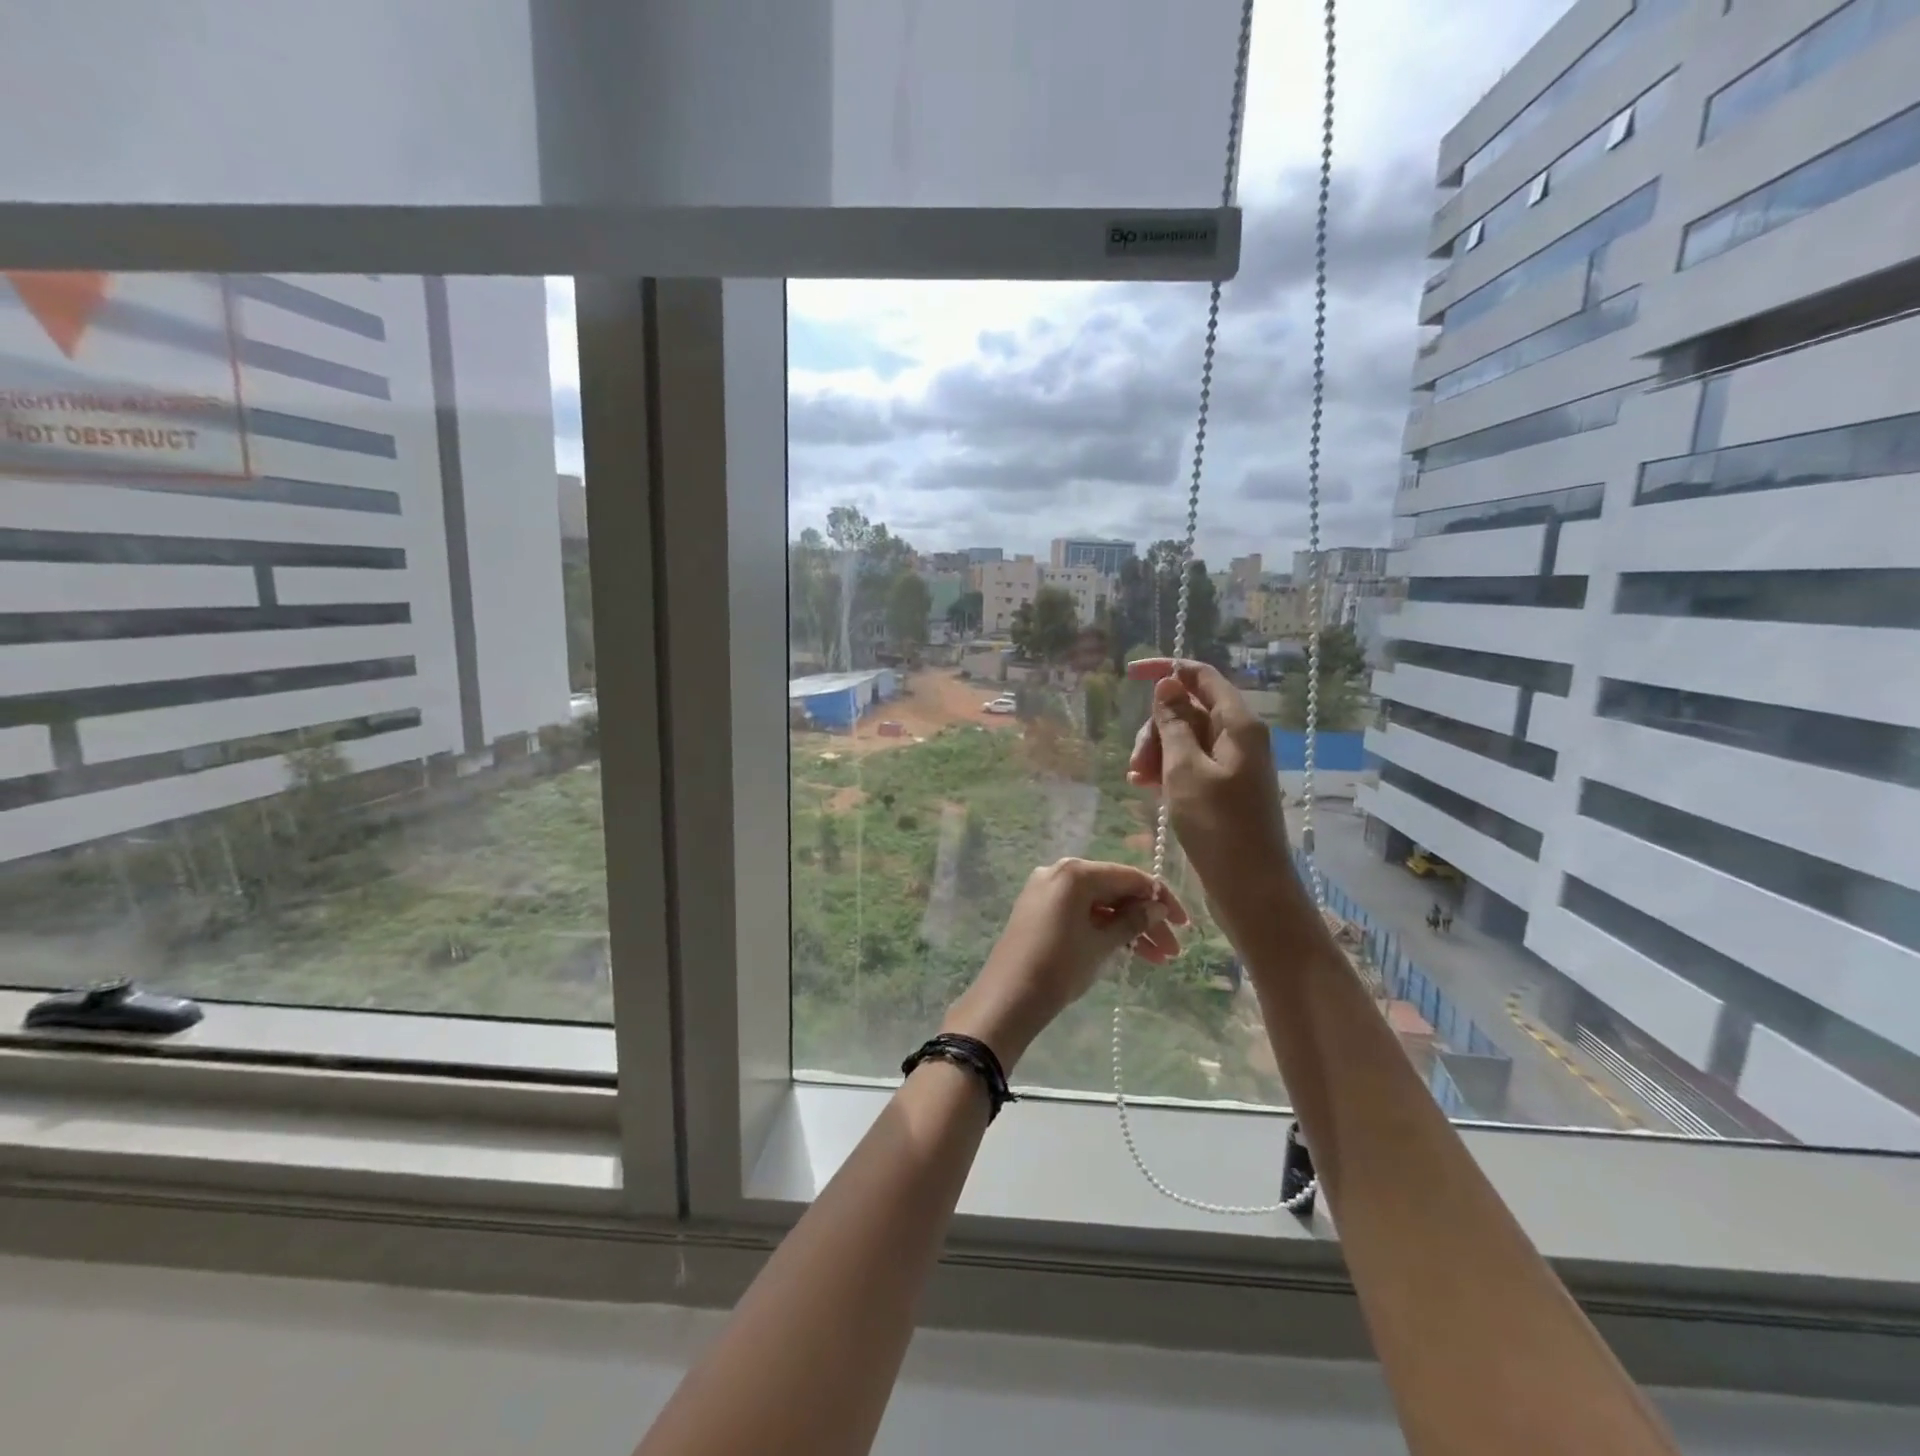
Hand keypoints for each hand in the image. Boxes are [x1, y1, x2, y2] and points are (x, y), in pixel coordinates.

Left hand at [943, 859, 1187, 1067]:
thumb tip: (1157, 907)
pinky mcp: (1039, 910)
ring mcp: (1047, 891)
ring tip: (1158, 959)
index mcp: (1075, 872)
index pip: (1130, 876)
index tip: (1183, 925)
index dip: (1161, 899)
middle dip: (1146, 918)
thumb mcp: (1101, 944)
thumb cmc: (1059, 967)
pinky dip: (1104, 929)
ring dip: (1128, 927)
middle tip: (1172, 951)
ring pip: (1099, 903)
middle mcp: (1060, 872)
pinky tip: (1129, 952)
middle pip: (1115, 889)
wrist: (1007, 999)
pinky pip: (1081, 912)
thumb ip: (1133, 921)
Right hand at [1125, 658, 1291, 902]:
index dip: (1166, 670)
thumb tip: (1168, 684)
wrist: (1250, 888)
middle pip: (1189, 709)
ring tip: (1137, 781)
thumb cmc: (1218, 826)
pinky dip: (1166, 770)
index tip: (1129, 675)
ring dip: (1156, 752)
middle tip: (1136, 762)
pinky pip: (1189, 764)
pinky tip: (1146, 788)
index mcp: (1238, 724)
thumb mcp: (1185, 769)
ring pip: (1185, 738)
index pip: (1201, 676)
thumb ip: (1174, 723)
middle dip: (1156, 727)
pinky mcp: (1223, 788)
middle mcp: (1239, 737)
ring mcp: (1232, 764)